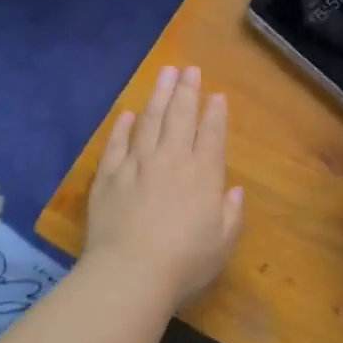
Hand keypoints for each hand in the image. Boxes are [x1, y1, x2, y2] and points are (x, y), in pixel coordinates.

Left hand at [84, 65, 244, 306]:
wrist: (131, 273)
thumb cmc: (185, 262)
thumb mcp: (222, 243)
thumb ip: (231, 213)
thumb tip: (234, 190)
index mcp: (203, 175)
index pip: (212, 133)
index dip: (215, 112)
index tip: (216, 94)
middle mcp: (171, 160)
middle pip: (180, 117)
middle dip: (187, 91)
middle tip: (189, 69)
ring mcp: (137, 164)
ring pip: (149, 121)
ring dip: (158, 96)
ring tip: (165, 75)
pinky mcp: (108, 176)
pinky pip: (116, 143)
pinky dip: (122, 126)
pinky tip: (127, 114)